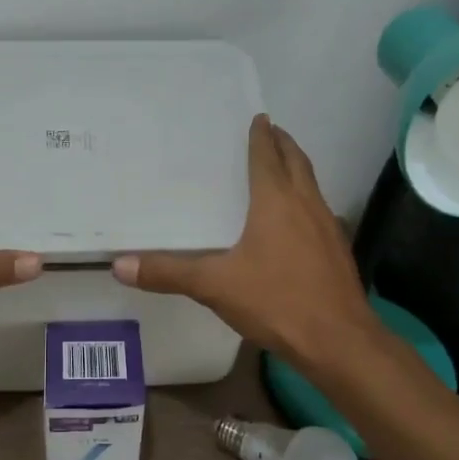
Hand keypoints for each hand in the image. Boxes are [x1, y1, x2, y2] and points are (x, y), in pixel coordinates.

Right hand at [112, 113, 377, 368]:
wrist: (339, 342)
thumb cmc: (276, 301)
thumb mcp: (214, 286)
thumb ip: (168, 273)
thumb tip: (119, 266)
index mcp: (276, 201)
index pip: (267, 157)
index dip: (262, 136)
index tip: (258, 117)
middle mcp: (306, 204)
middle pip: (297, 162)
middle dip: (283, 144)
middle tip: (270, 131)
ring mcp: (328, 227)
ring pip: (312, 185)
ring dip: (297, 169)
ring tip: (280, 167)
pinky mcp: (338, 250)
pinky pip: (319, 210)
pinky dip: (306, 199)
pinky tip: (295, 220)